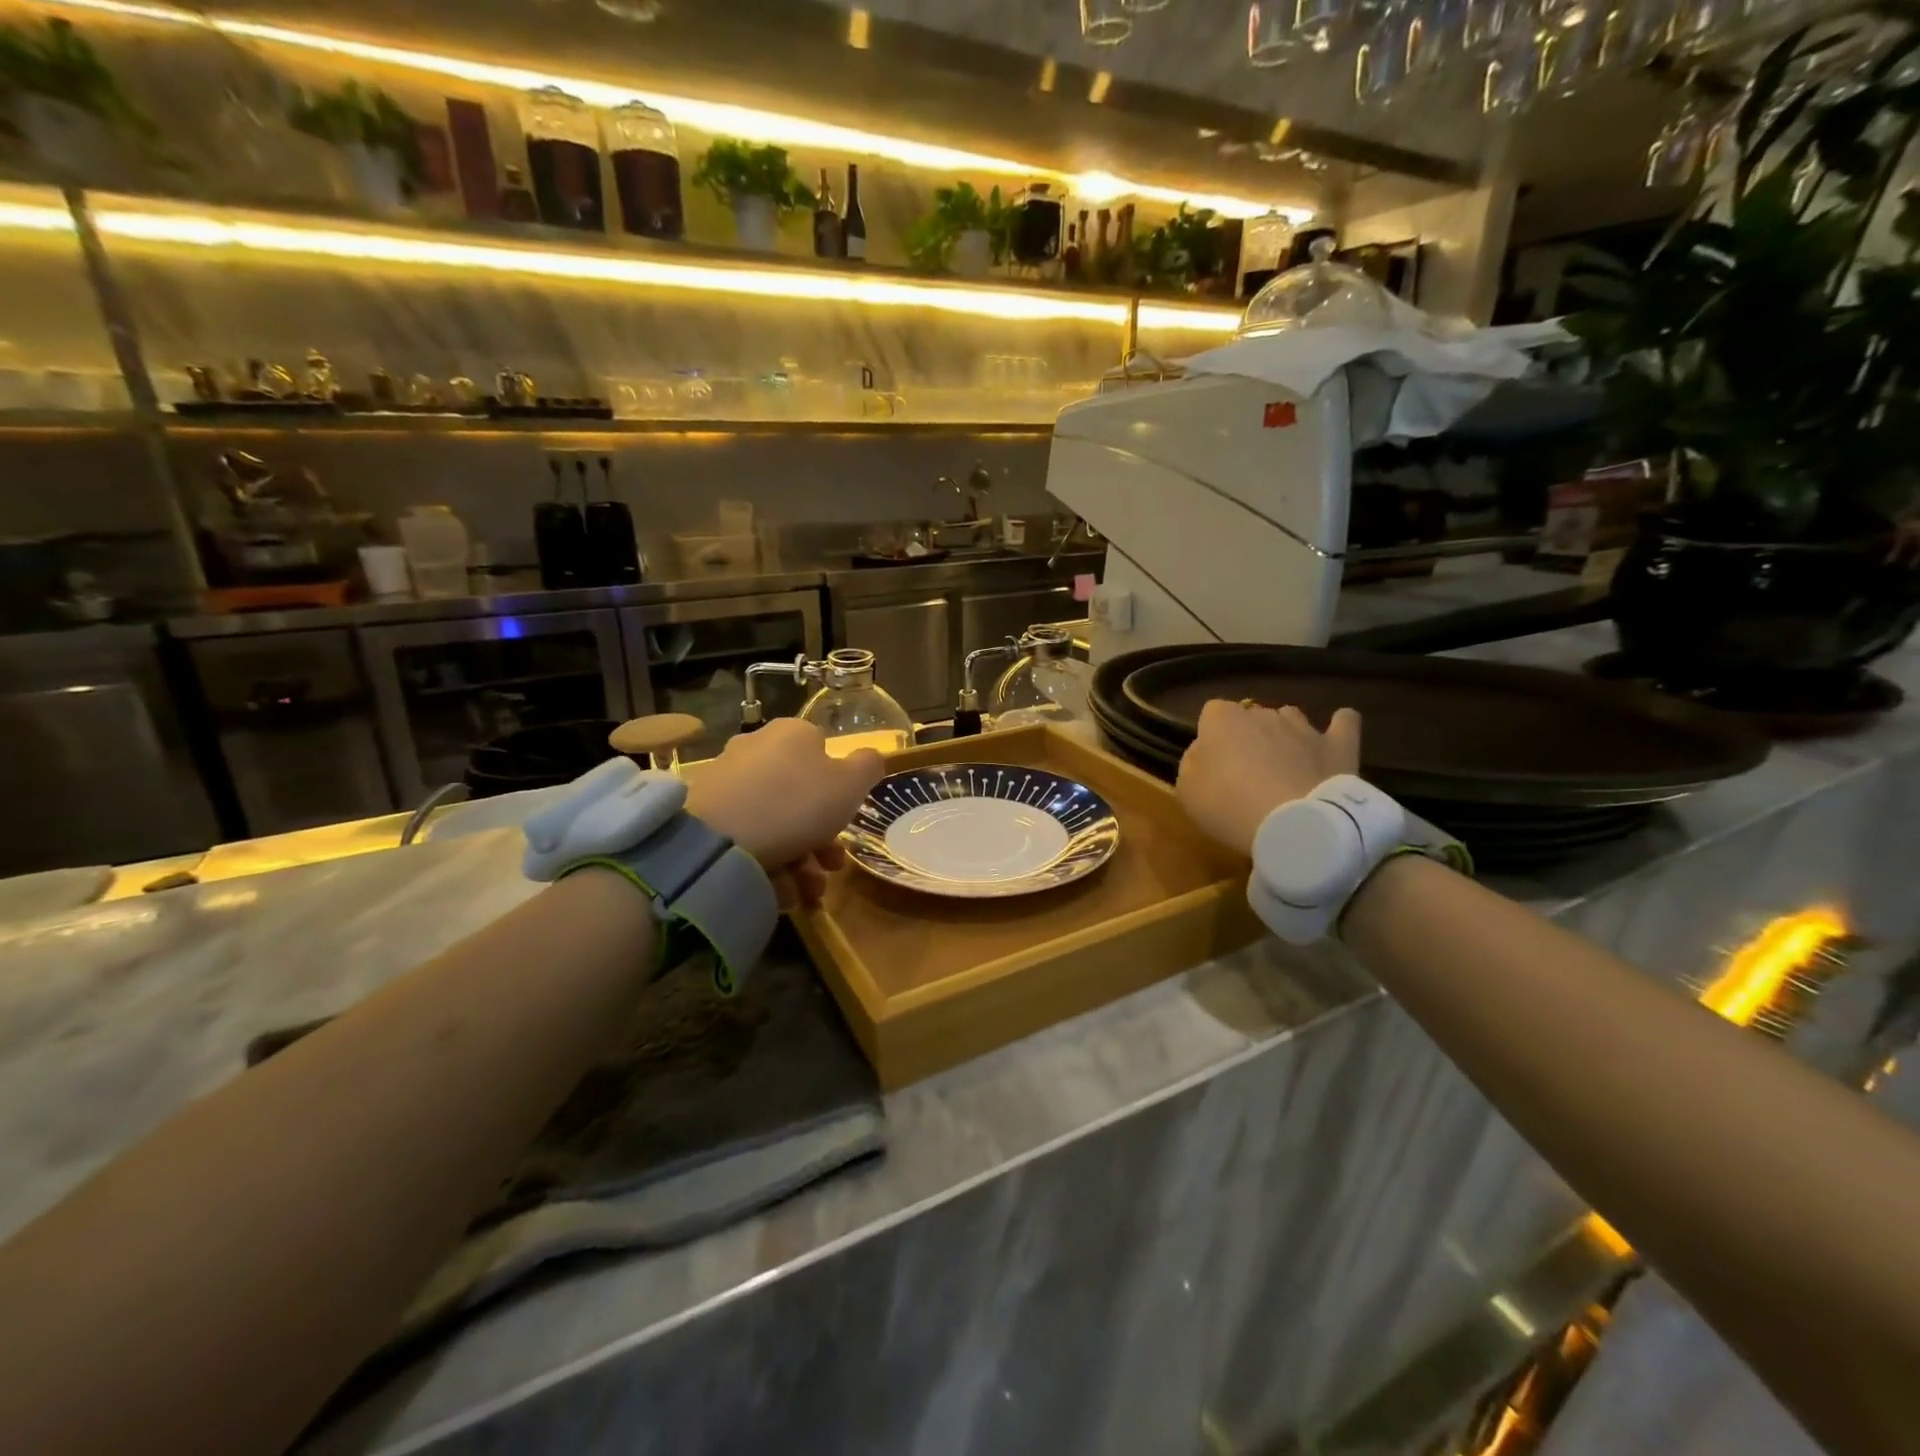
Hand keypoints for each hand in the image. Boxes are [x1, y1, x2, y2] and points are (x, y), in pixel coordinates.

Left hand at [686, 719, 884, 909]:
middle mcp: (756, 748)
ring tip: (806, 895)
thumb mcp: (851, 784)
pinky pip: (746, 837)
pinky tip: (777, 892)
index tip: (846, 826)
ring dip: (798, 861)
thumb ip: (868, 766)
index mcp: (793, 733)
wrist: (718, 839)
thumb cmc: (797, 803)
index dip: (840, 791)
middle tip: (830, 870)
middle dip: (820, 839)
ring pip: (774, 821)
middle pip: (799, 795)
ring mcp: (726, 780)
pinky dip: (766, 864)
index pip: (824, 753)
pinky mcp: (703, 813)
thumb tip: (869, 757)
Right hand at [1177, 700, 1360, 856]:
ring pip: (1290, 717)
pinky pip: (1344, 723)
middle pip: (1252, 717)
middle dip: (1248, 737)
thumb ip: (1193, 763)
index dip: (1211, 736)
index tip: (1212, 763)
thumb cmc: (1229, 806)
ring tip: (1283, 763)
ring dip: (1284, 734)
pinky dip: (1339, 726)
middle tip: (1245, 773)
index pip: (1211, 712)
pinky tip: (1337, 732)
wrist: (1294, 824)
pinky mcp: (1338, 745)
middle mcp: (1263, 714)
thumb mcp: (1187, 790)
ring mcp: (1304, 727)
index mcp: (1223, 719)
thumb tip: (1205, 753)